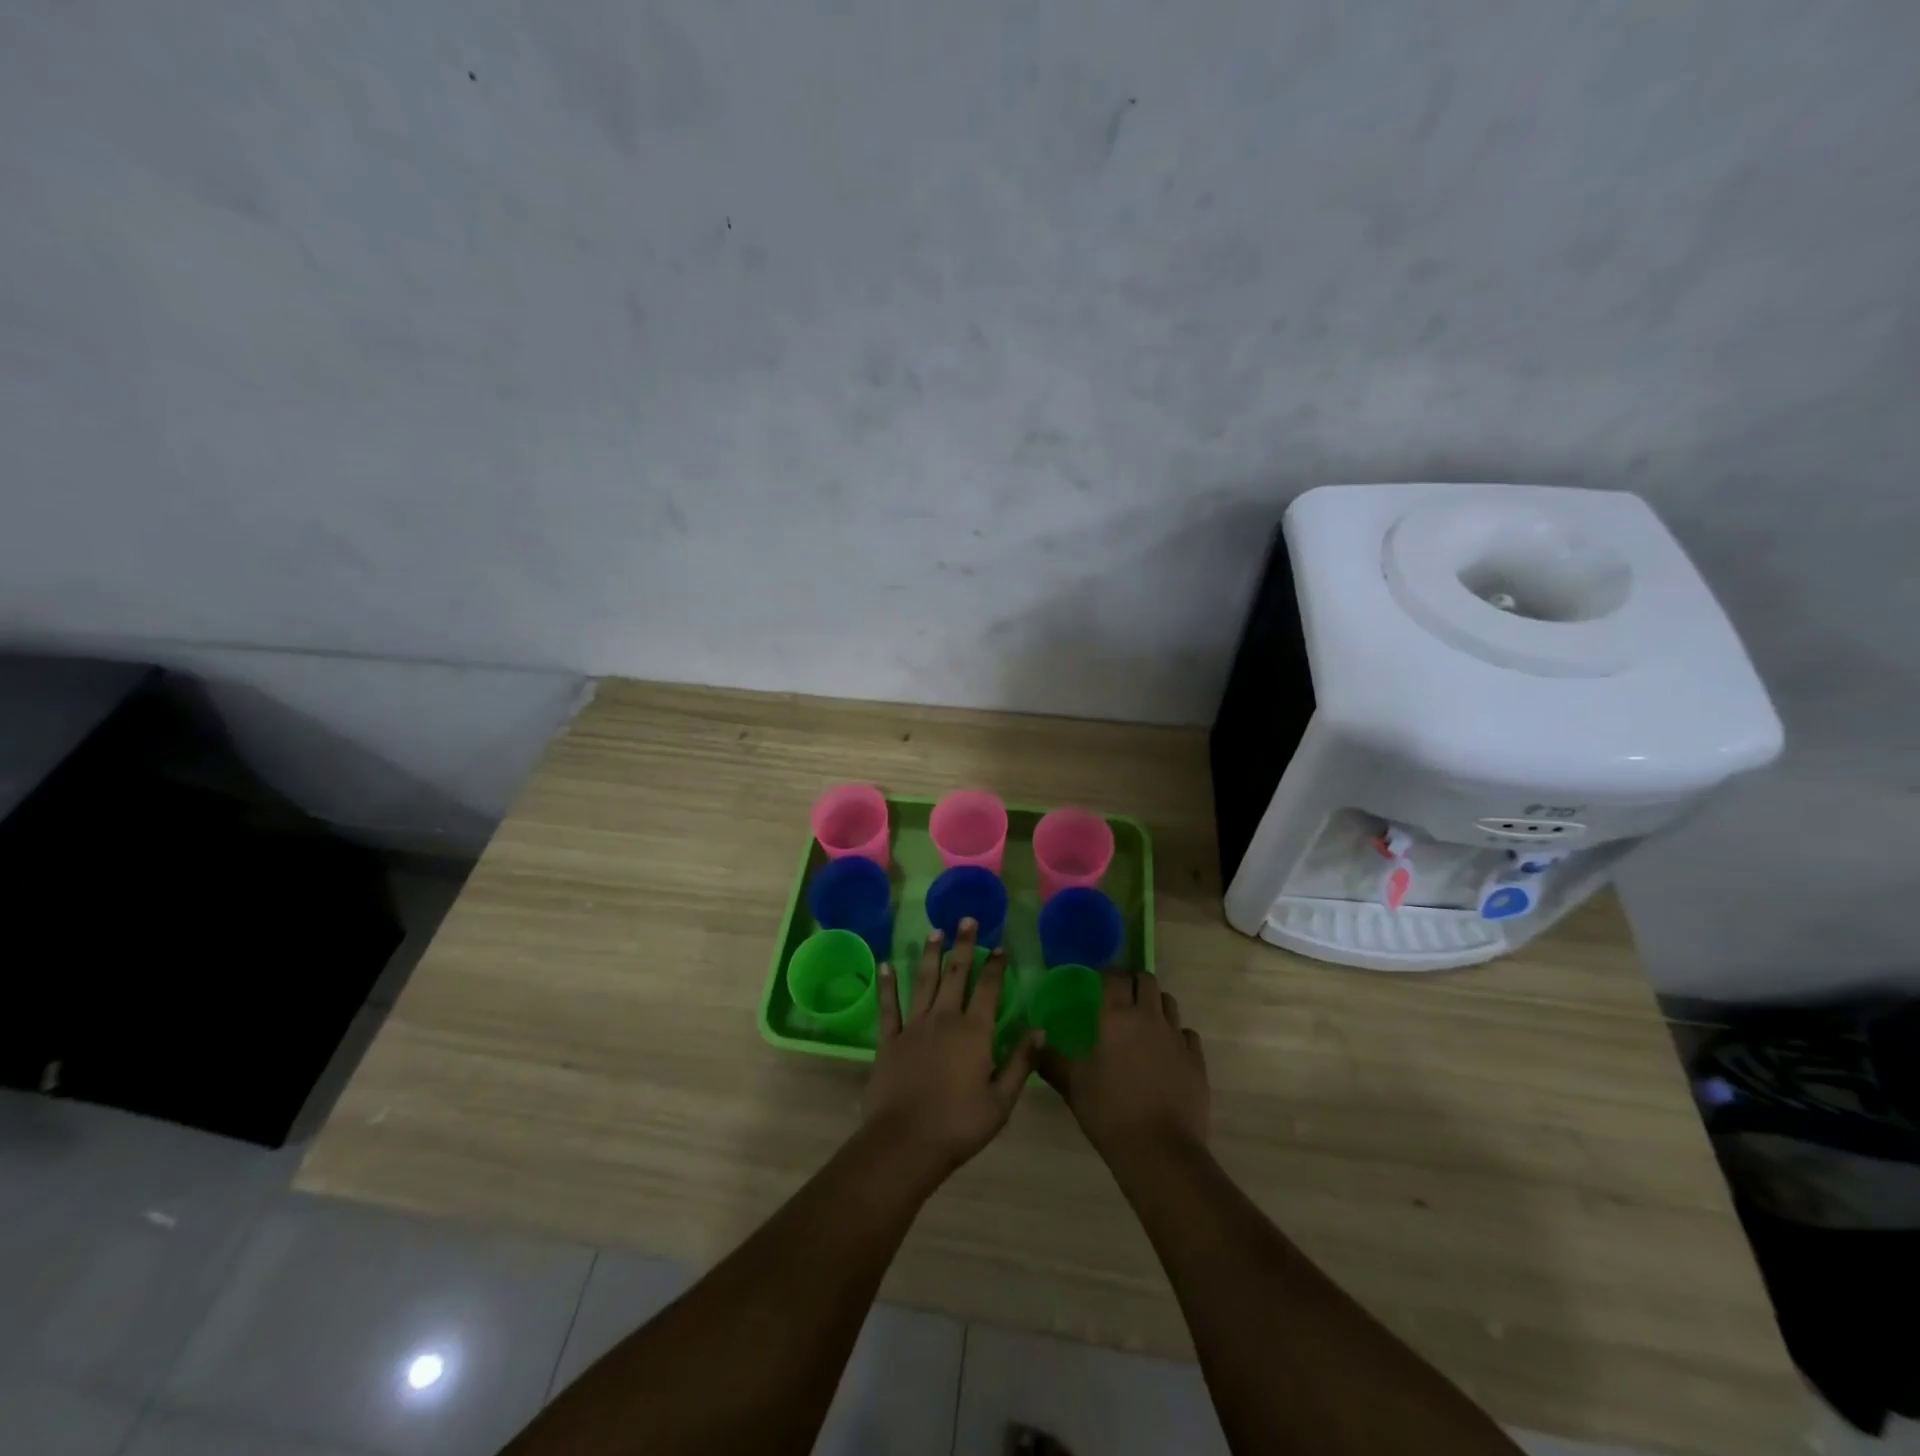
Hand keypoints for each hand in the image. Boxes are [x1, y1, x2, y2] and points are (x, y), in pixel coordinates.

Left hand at [863, 921, 1044, 1183]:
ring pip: (923, 981)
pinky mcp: (889, 1040)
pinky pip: (888, 1006)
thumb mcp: (1002, 1100)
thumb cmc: (959, 1125)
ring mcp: (913, 1026)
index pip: (988, 989)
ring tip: (935, 931)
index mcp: (974, 1032)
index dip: (995, 965)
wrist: (905, 1143)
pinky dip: (887, 984)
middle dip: (963, 946)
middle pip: (956, 975)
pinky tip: (886, 964)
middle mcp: (944, 1019)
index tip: (1000, 945)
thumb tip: (1040, 1029)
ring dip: (930, 955)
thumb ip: (1021, 1062)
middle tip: (966, 919)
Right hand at [1040, 972, 1208, 1165]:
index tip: (1099, 981)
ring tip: (1145, 1021)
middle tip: (1122, 998)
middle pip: (1146, 980)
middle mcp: (1148, 1017)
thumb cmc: (1109, 1113)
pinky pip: (1187, 1033)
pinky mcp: (1196, 1059)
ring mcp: (1176, 1037)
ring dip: (1156, 1004)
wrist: (1159, 1151)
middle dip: (1134, 982)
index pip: (1114, 976)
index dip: (1107, 973)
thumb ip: (1052, 1060)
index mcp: (1116, 1017)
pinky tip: (1167, 1051)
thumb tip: (1036, 1042)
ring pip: (1169, 1002)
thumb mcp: (1073, 1086)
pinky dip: (1176, 1035)